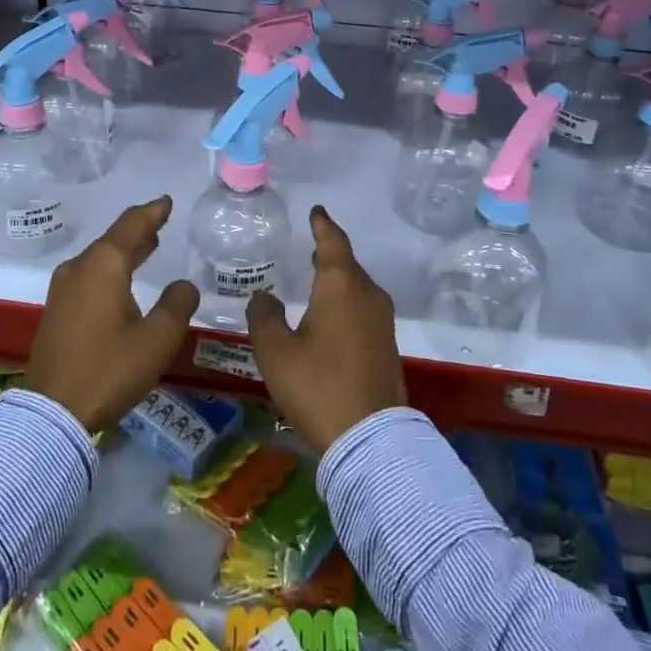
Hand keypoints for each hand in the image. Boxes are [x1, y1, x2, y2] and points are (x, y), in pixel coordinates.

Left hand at [25, 197, 199, 432]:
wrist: (51, 412)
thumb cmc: (108, 369)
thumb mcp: (157, 339)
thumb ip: (177, 305)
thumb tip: (184, 285)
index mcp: (104, 265)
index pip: (132, 225)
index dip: (152, 212)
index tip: (166, 202)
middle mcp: (79, 268)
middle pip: (114, 239)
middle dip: (139, 231)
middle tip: (161, 222)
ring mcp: (63, 289)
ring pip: (100, 259)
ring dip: (125, 251)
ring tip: (149, 247)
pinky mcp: (57, 311)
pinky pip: (90, 276)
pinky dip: (111, 270)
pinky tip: (123, 282)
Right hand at [245, 205, 406, 453]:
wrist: (370, 439)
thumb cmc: (318, 386)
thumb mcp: (276, 352)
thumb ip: (264, 317)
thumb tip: (264, 297)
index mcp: (341, 286)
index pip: (333, 242)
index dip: (322, 225)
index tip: (316, 211)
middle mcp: (368, 295)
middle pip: (347, 264)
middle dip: (329, 253)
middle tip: (310, 245)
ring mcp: (382, 321)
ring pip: (357, 287)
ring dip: (338, 279)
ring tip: (317, 277)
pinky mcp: (387, 345)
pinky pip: (364, 308)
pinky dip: (346, 301)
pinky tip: (331, 315)